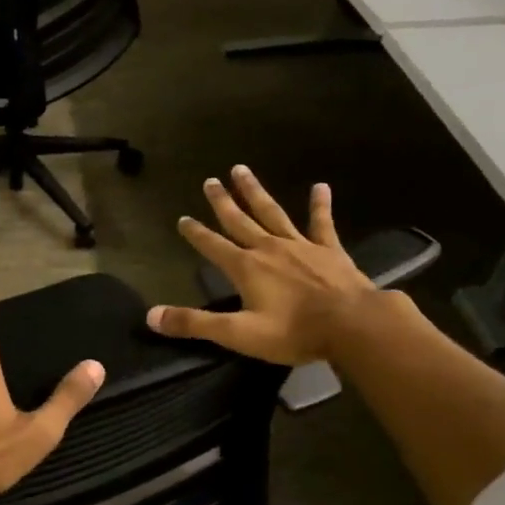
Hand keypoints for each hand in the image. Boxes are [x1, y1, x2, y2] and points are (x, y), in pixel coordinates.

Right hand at [146, 167, 384, 364]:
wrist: (353, 325)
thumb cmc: (294, 331)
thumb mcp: (238, 334)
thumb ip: (195, 324)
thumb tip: (151, 316)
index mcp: (246, 268)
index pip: (212, 246)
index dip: (196, 233)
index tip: (183, 219)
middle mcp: (268, 249)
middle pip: (239, 220)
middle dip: (221, 201)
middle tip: (209, 180)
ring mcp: (300, 245)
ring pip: (271, 212)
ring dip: (255, 192)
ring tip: (241, 170)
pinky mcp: (329, 250)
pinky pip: (321, 222)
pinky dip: (320, 204)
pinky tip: (321, 186)